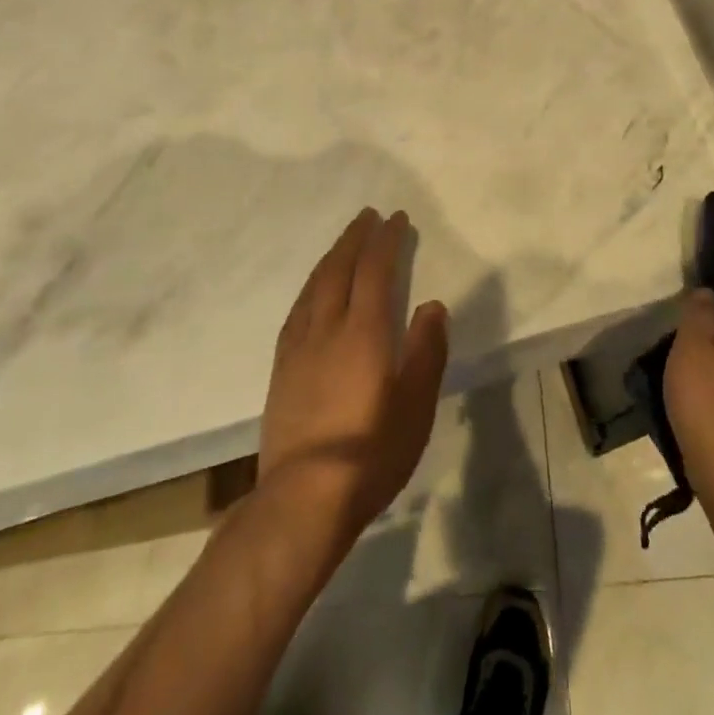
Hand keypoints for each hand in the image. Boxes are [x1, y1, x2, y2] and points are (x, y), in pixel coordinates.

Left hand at [258, 209, 449, 547]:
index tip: (396, 218)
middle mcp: (328, 327)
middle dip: (355, 238)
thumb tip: (432, 306)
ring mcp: (299, 346)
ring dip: (332, 256)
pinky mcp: (281, 366)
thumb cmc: (371, 452)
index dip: (386, 240)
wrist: (303, 498)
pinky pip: (297, 308)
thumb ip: (426, 351)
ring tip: (344, 242)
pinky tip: (313, 289)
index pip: (375, 270)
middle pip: (339, 268)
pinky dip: (311, 285)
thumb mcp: (415, 406)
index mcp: (364, 331)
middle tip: (368, 215)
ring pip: (314, 285)